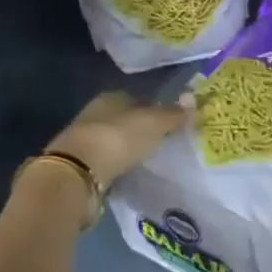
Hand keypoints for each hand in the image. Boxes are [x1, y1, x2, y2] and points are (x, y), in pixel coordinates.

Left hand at [43, 91, 187, 187]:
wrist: (77, 173)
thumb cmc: (119, 138)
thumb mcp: (154, 123)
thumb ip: (174, 114)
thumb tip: (194, 99)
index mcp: (111, 97)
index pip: (138, 99)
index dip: (155, 110)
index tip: (170, 124)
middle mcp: (94, 114)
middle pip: (124, 120)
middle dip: (140, 130)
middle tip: (161, 144)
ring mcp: (84, 140)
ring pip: (113, 141)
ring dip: (126, 149)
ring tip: (146, 161)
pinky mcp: (79, 165)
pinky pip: (105, 162)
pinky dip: (116, 166)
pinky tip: (127, 174)